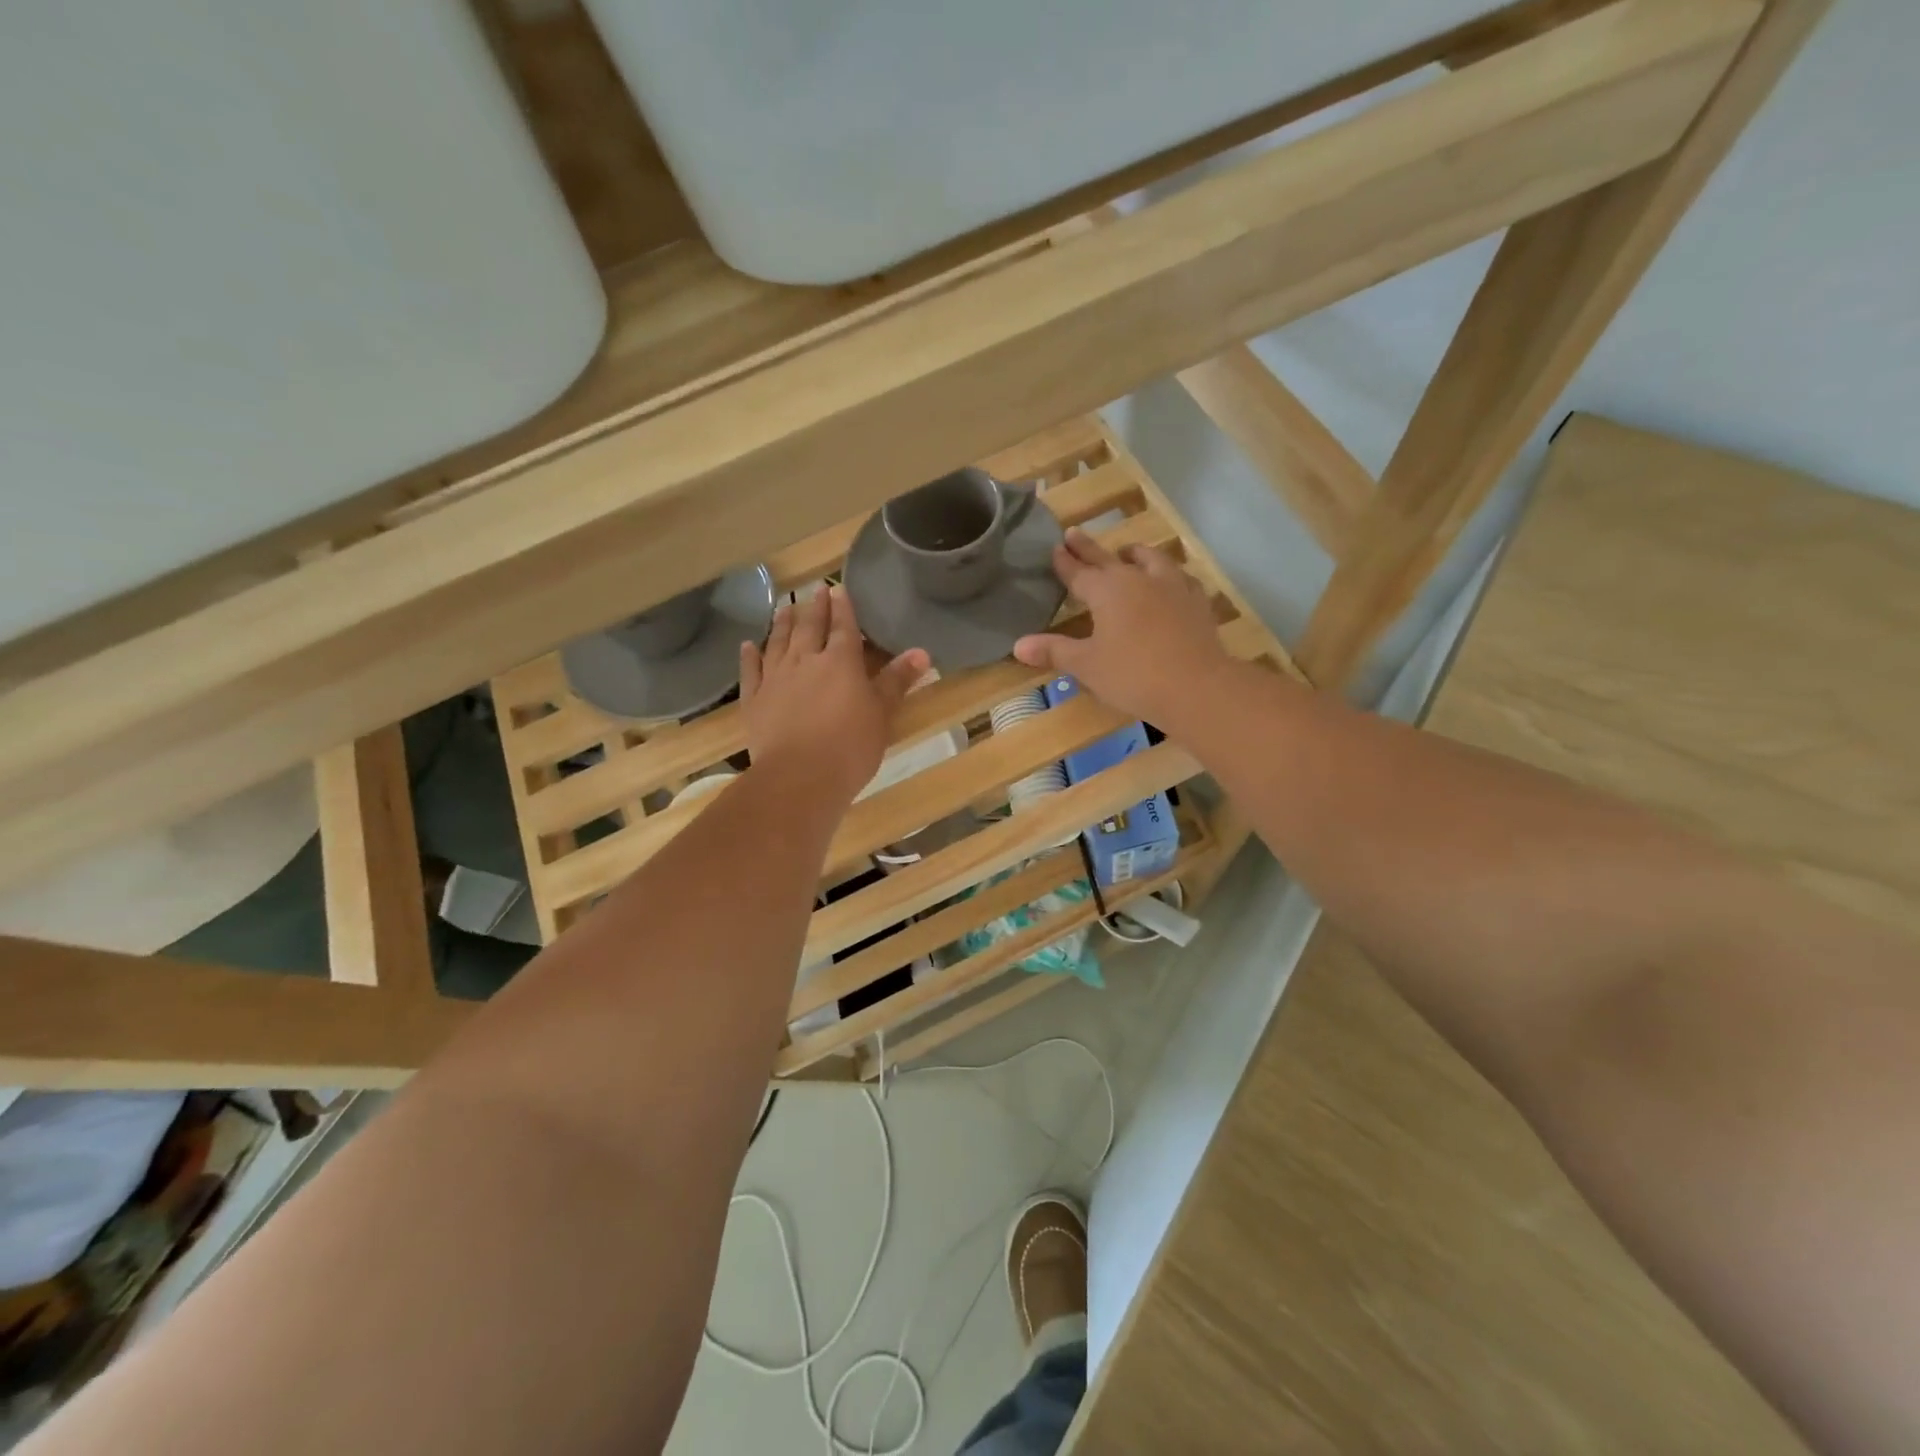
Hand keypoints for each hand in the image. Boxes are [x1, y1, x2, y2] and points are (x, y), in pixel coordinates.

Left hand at [741, 585, 927, 804]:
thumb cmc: (850, 746)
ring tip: (784, 607)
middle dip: (814, 608)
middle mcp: (806, 661)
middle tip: (814, 591)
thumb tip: (922, 652)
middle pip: (810, 628)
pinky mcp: (754, 700)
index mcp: (841, 662)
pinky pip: (751, 671)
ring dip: (782, 624)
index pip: (844, 626)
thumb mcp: (882, 714)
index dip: (843, 607)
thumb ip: (897, 681)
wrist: (799, 777)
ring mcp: (775, 679)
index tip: (838, 589)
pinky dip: (749, 656)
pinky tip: (748, 645)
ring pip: (778, 642)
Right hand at [1013, 529, 1229, 723]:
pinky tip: (1171, 582)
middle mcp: (1138, 579)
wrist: (1196, 685)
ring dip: (1134, 554)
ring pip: (1150, 559)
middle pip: (1108, 558)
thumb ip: (1054, 651)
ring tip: (1128, 552)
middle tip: (1074, 533)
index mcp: (1107, 590)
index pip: (1078, 572)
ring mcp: (1172, 586)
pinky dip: (1169, 575)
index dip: (1064, 562)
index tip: (1055, 548)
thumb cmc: (1133, 675)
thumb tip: (1018, 646)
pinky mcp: (1197, 601)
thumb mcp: (1087, 665)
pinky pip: (1181, 578)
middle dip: (1089, 548)